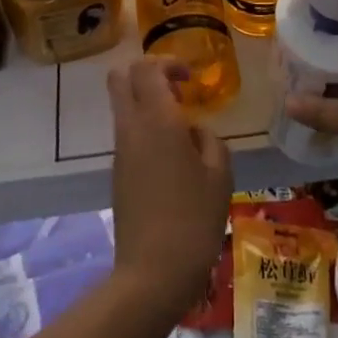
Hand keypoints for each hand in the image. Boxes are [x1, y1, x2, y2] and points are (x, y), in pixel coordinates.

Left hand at [108, 57, 232, 320]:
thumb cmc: (194, 220)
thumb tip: (194, 130)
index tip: (190, 80)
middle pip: (120, 77)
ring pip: (122, 104)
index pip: (147, 67)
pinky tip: (172, 156)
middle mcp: (132, 127)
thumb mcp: (220, 175)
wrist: (152, 275)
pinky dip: (144, 127)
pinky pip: (126, 132)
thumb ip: (209, 139)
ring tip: (181, 127)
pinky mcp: (117, 172)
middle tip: (176, 89)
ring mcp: (120, 150)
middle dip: (147, 72)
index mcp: (157, 119)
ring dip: (146, 102)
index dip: (168, 63)